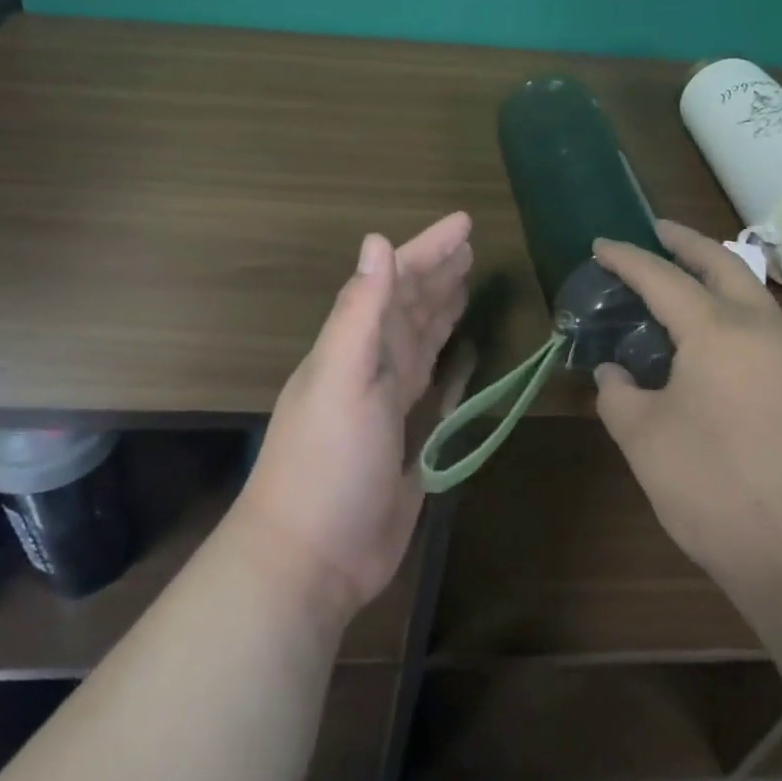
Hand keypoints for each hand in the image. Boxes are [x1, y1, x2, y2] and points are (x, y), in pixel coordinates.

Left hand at [234, 213, 472, 626]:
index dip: (429, 249)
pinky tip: (457, 351)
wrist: (311, 558)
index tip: (464, 223)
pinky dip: (443, 359)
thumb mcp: (343, 377)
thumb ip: (361, 311)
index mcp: (356, 344)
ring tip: (466, 283)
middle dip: (437, 273)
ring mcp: (387, 402)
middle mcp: (371, 364)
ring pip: (419, 339)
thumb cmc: (327, 462)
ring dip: (440, 308)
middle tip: (469, 247)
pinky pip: (430, 383)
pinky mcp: (405, 438)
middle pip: (410, 305)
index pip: (396, 280)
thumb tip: (376, 240)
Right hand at [591, 219, 781, 599]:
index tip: (601, 244)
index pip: (661, 277)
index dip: (627, 257)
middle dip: (687, 242)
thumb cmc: (719, 489)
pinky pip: (771, 334)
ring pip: (754, 298)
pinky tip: (722, 353)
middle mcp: (764, 330)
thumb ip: (619, 397)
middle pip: (723, 264)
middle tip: (659, 230)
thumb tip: (616, 375)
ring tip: (686, 290)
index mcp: (717, 330)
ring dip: (718, 280)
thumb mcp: (645, 442)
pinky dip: (738, 320)